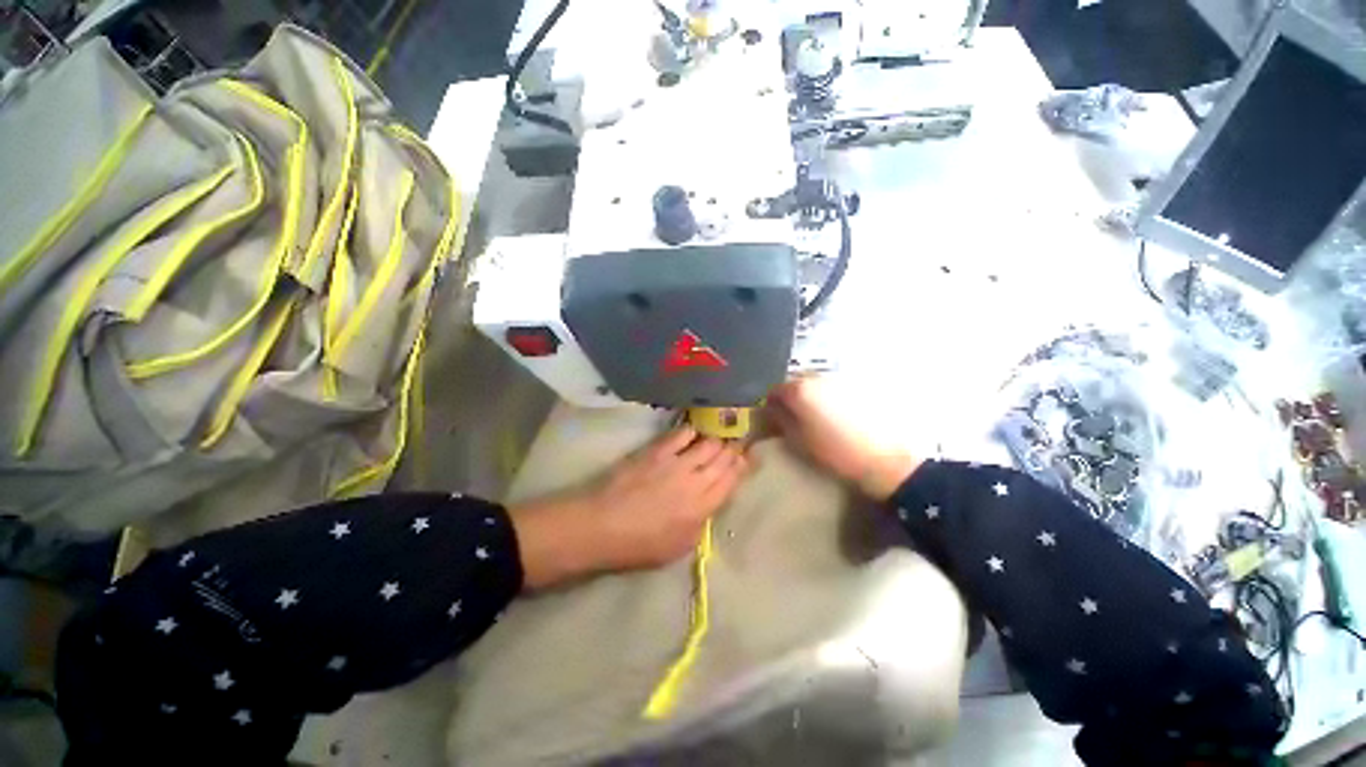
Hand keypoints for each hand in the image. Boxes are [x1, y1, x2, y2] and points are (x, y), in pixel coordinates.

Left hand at [510, 428, 747, 589]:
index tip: (750, 456)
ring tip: (721, 433)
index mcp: (703, 508)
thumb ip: (701, 522)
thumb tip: (711, 501)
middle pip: (723, 457)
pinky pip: (682, 434)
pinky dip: (692, 430)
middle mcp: (696, 481)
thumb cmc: (640, 545)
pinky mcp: (658, 451)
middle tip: (739, 441)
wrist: (603, 526)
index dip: (744, 465)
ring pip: (708, 443)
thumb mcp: (680, 547)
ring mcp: (676, 462)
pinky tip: (695, 430)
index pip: (732, 480)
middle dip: (735, 448)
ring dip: (717, 438)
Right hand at [766, 378, 921, 501]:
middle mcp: (819, 378)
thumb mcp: (799, 441)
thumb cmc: (836, 452)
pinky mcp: (861, 386)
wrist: (887, 458)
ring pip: (818, 384)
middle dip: (792, 398)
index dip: (771, 404)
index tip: (772, 418)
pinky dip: (831, 397)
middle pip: (797, 383)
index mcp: (800, 390)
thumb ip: (780, 421)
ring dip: (812, 396)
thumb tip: (770, 410)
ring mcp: (842, 380)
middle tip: (794, 417)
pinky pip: (837, 388)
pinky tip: (839, 415)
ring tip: (818, 417)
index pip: (775, 390)